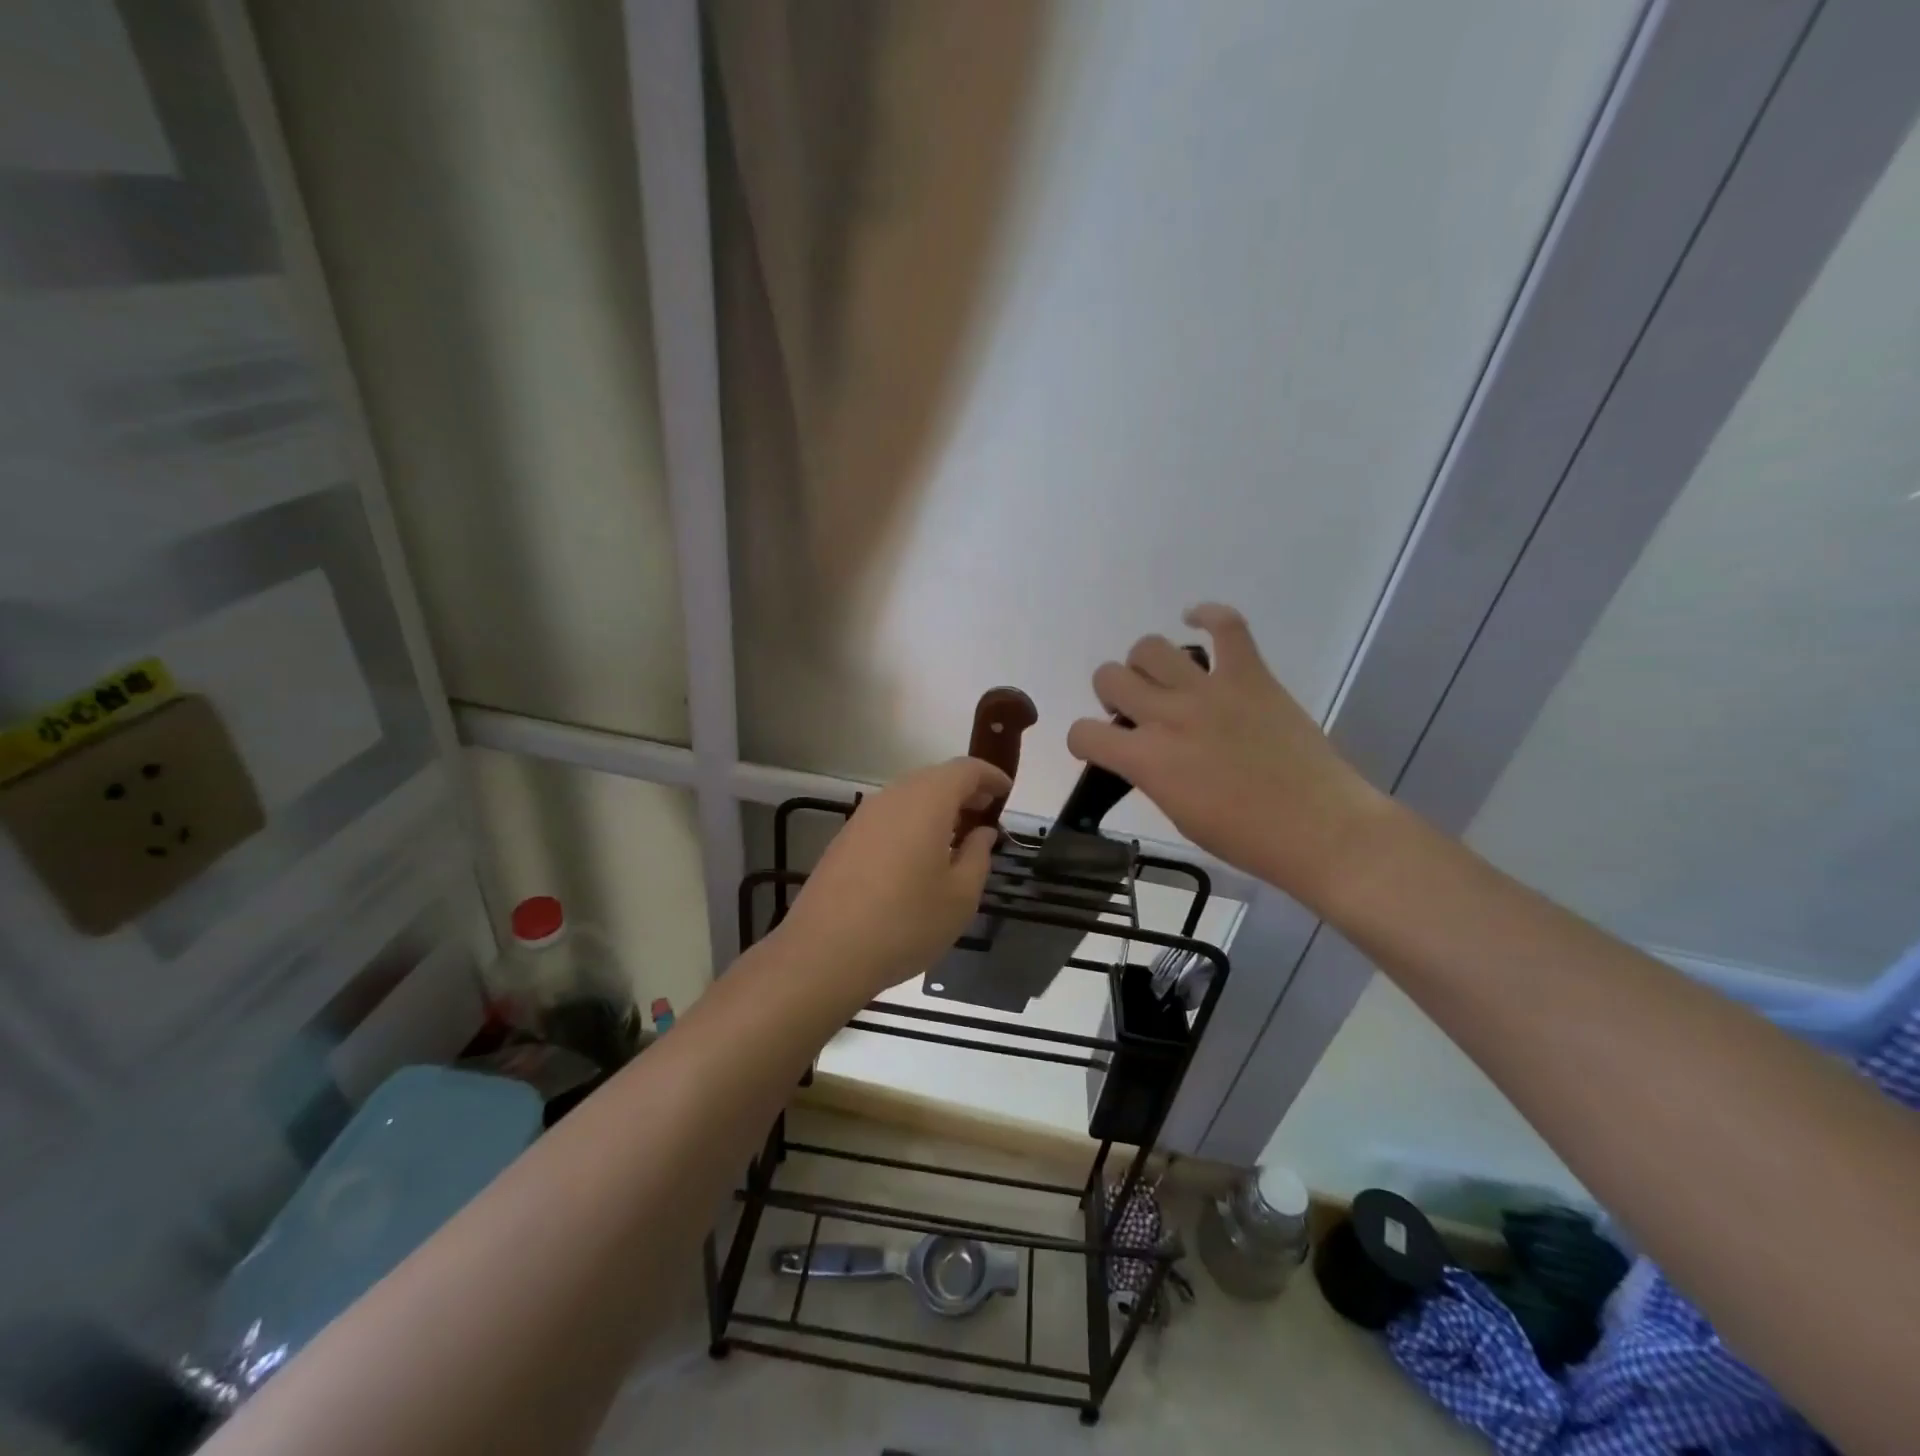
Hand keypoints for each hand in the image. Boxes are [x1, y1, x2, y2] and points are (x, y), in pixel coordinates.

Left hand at [780, 757, 1009, 997]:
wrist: (825, 952)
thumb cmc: (905, 923)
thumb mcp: (960, 897)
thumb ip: (978, 856)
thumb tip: (982, 832)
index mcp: (926, 802)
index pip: (965, 770)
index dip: (990, 776)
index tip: (1007, 792)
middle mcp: (893, 797)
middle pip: (935, 778)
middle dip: (964, 791)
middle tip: (986, 814)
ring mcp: (864, 816)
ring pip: (909, 796)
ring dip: (937, 807)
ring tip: (957, 837)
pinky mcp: (846, 838)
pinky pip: (889, 816)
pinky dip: (912, 822)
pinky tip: (920, 856)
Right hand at [1066, 604, 1391, 908]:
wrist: (1319, 828)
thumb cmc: (1245, 838)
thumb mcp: (1177, 814)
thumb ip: (1151, 774)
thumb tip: (1145, 753)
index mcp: (1146, 760)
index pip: (1083, 733)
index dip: (1085, 740)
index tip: (1101, 747)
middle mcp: (1168, 716)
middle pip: (1109, 676)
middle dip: (1112, 694)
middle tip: (1137, 712)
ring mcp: (1209, 690)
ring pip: (1150, 647)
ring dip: (1146, 664)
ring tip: (1164, 680)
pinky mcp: (1250, 675)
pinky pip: (1226, 625)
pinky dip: (1207, 616)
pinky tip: (1197, 622)